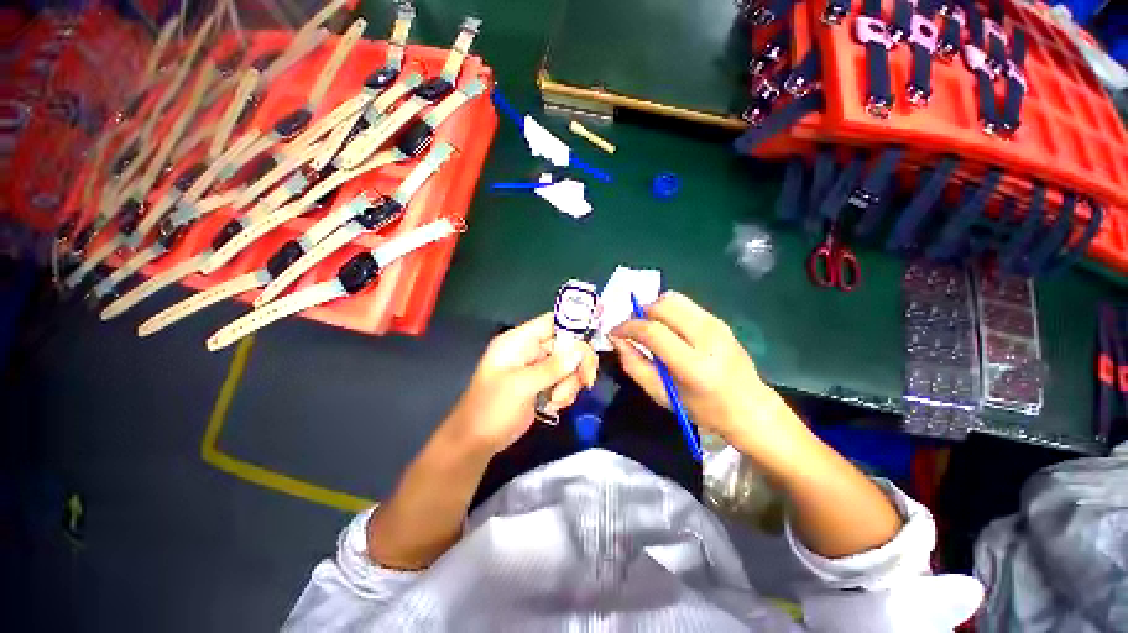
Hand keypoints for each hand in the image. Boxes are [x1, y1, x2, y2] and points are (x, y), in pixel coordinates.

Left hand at [442, 313, 597, 453]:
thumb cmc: (492, 408)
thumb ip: (552, 367)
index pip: (551, 322)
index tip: (593, 339)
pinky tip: (553, 406)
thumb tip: (581, 350)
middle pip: (566, 344)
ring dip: (569, 383)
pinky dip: (565, 393)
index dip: (574, 325)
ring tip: (557, 400)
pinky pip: (564, 381)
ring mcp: (537, 368)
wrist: (476, 442)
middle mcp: (530, 350)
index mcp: (519, 341)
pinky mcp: (542, 385)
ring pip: (569, 365)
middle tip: (586, 380)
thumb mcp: (522, 386)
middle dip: (576, 364)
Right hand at [610, 292, 806, 459]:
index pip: (652, 331)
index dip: (627, 327)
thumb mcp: (662, 395)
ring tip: (648, 327)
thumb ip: (634, 365)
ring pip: (673, 298)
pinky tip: (666, 328)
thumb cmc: (702, 409)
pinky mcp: (719, 319)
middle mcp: (707, 337)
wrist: (749, 407)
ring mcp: (716, 324)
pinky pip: (684, 304)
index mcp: (693, 365)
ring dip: (653, 309)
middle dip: (639, 314)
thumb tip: (617, 340)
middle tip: (632, 330)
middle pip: (662, 306)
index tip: (615, 333)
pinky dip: (667, 310)